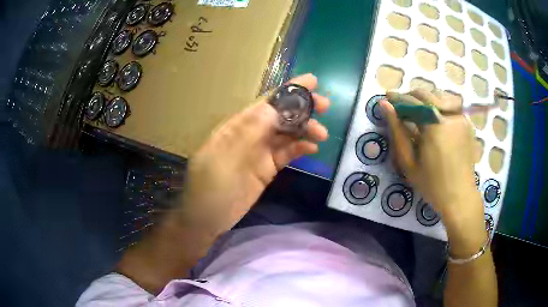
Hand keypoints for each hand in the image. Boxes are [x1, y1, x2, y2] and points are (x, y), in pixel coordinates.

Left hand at [178, 74, 328, 235]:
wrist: (207, 221)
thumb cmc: (208, 190)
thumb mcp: (222, 161)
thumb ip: (247, 134)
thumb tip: (272, 109)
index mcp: (236, 126)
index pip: (265, 102)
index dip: (288, 91)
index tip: (312, 81)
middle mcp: (250, 134)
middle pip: (280, 115)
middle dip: (302, 108)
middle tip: (326, 105)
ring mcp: (259, 152)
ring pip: (287, 134)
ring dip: (305, 130)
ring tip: (322, 134)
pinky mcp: (267, 169)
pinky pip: (287, 154)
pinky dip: (300, 149)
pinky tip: (313, 149)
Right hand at [380, 89, 485, 252]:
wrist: (460, 197)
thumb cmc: (432, 185)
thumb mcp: (409, 162)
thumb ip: (397, 131)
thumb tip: (384, 106)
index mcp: (434, 127)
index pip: (412, 101)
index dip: (398, 97)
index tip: (387, 97)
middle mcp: (450, 116)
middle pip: (427, 94)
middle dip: (411, 96)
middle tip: (401, 105)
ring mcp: (461, 118)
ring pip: (440, 96)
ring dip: (426, 99)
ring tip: (417, 110)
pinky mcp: (467, 123)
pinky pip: (451, 105)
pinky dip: (439, 105)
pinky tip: (434, 116)